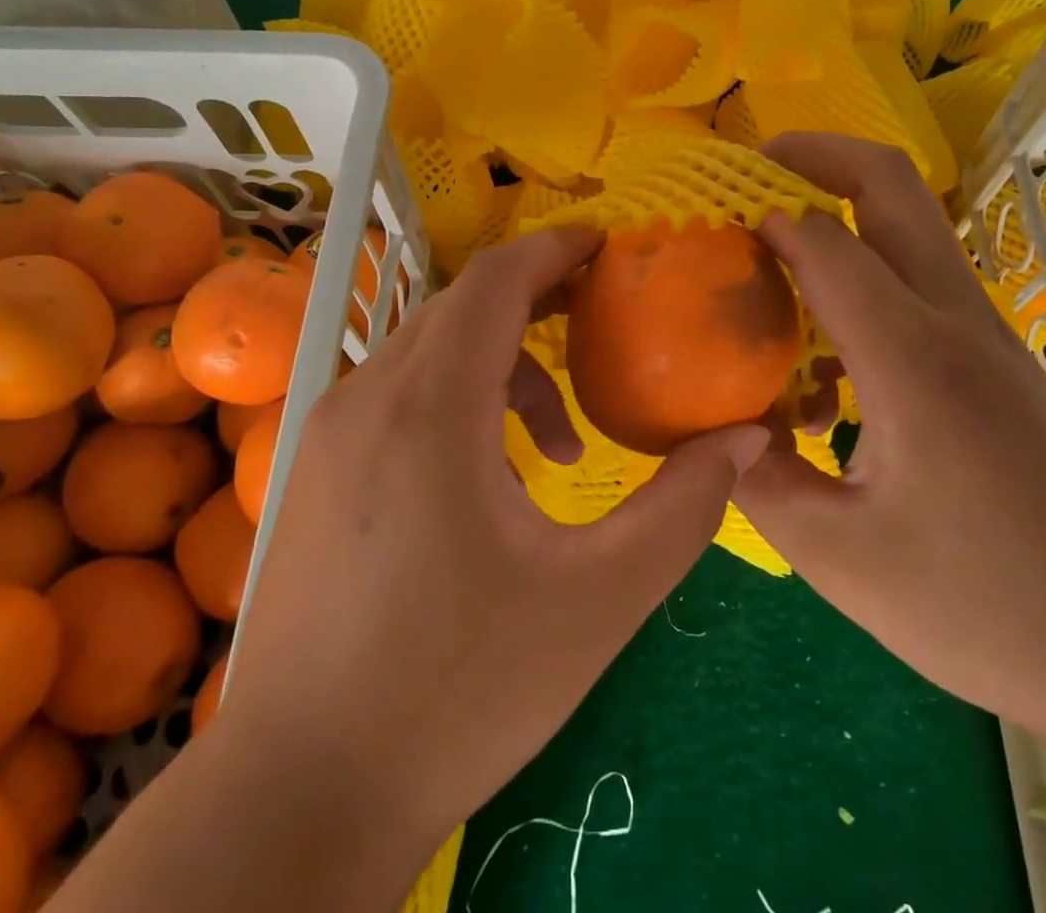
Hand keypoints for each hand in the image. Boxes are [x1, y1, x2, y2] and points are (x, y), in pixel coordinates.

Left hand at [223, 227, 768, 876]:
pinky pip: (399, 395)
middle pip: (462, 308)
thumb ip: (682, 510)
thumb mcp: (596, 602)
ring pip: (429, 352)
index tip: (608, 248)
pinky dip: (457, 402)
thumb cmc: (456, 693)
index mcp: (428, 408)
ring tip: (560, 446)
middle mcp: (365, 397)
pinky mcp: (308, 469)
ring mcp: (325, 432)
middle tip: (605, 326)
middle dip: (537, 303)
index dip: (554, 250)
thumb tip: (744, 441)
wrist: (301, 797)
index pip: (493, 280)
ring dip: (502, 366)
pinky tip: (491, 480)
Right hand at [734, 133, 1045, 763]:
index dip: (759, 219)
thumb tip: (703, 423)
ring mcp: (986, 332)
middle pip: (890, 185)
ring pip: (909, 222)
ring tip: (769, 242)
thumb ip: (755, 475)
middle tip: (746, 169)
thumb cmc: (982, 611)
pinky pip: (918, 275)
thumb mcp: (837, 557)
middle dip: (813, 155)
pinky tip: (823, 341)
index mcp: (913, 361)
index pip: (824, 243)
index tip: (706, 225)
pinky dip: (862, 264)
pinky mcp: (996, 355)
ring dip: (838, 205)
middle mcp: (955, 321)